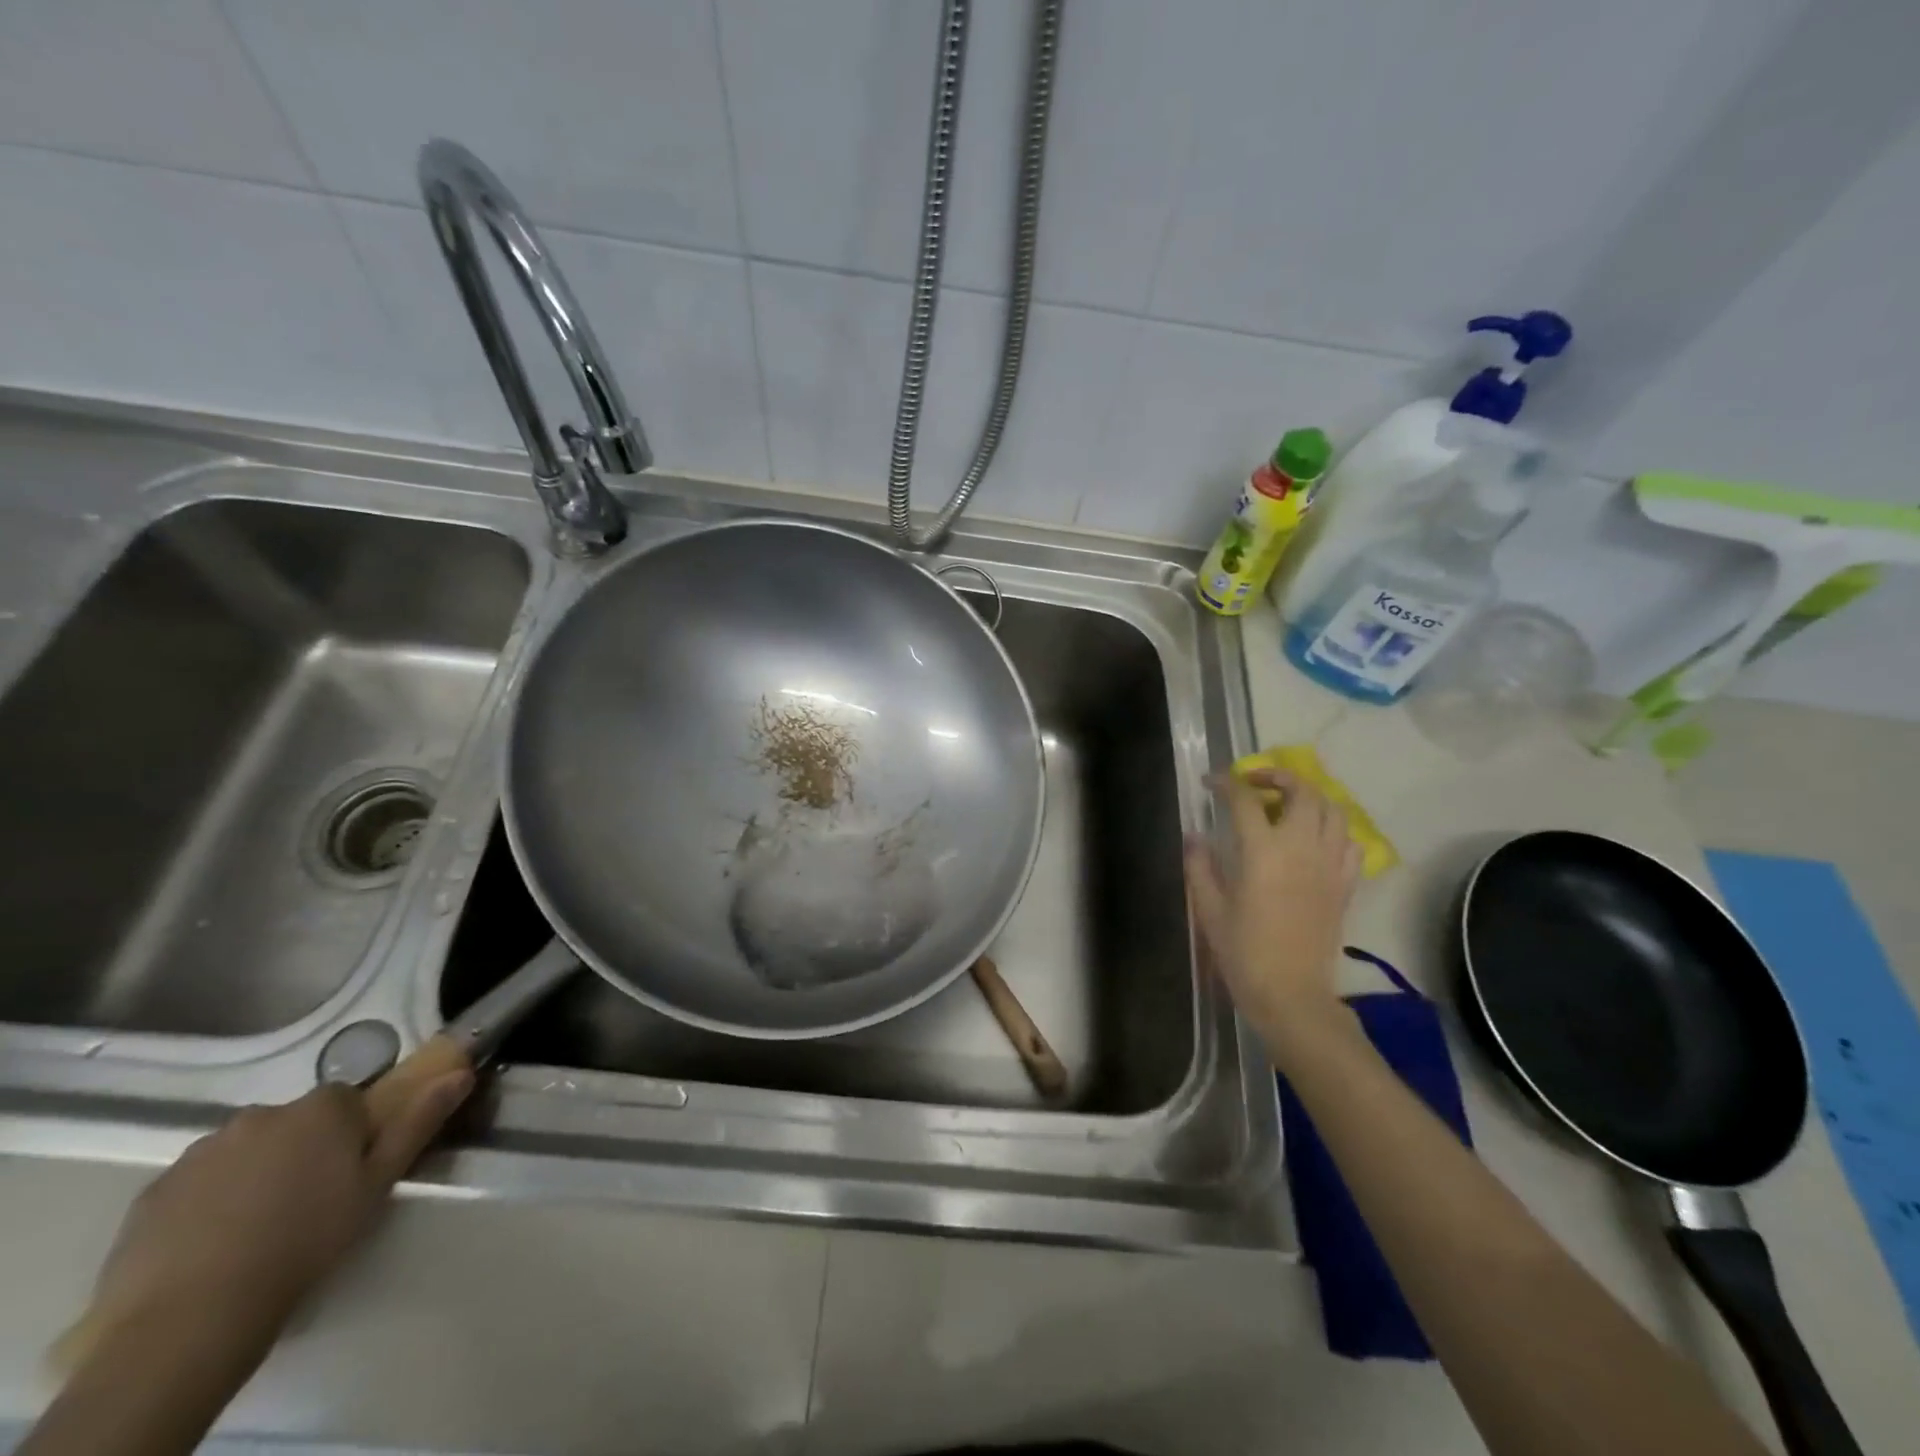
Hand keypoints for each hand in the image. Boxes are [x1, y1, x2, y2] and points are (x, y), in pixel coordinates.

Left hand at [70, 1074, 472, 1363]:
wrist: (191, 1317)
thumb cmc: (306, 1241)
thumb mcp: (378, 1184)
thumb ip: (418, 1123)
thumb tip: (460, 1073)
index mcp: (322, 1108)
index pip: (347, 1100)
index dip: (352, 1133)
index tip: (351, 1172)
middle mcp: (263, 1113)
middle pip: (294, 1122)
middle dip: (302, 1149)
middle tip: (308, 1201)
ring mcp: (202, 1150)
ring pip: (245, 1150)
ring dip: (256, 1172)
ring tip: (258, 1228)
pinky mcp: (154, 1190)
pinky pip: (198, 1182)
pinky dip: (210, 1200)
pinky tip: (214, 1244)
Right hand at [1184, 768, 1361, 1039]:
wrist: (1292, 995)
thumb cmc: (1243, 953)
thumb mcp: (1209, 909)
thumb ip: (1200, 866)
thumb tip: (1194, 836)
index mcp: (1262, 852)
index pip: (1245, 799)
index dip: (1226, 783)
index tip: (1211, 782)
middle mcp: (1301, 848)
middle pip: (1301, 791)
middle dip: (1277, 776)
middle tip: (1254, 783)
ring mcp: (1329, 865)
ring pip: (1332, 810)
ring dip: (1309, 797)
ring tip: (1286, 805)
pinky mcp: (1345, 885)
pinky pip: (1349, 843)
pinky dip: (1333, 829)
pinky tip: (1314, 839)